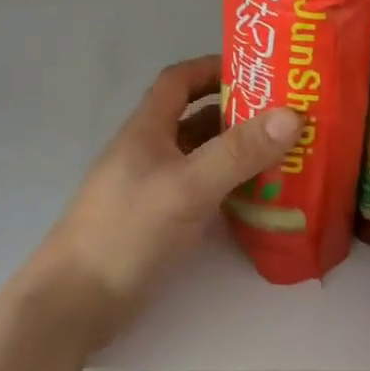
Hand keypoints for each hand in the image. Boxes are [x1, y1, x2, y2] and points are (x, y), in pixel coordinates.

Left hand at [27, 55, 301, 349]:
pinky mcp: (158, 222)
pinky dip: (228, 189)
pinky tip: (258, 201)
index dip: (213, 68)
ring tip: (285, 157)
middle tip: (287, 118)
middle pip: (196, 119)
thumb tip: (292, 114)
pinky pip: (200, 192)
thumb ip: (238, 152)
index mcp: (147, 129)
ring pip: (201, 158)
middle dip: (238, 114)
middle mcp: (149, 152)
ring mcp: (152, 188)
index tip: (258, 72)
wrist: (77, 302)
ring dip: (236, 154)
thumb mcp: (188, 186)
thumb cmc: (128, 231)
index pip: (179, 80)